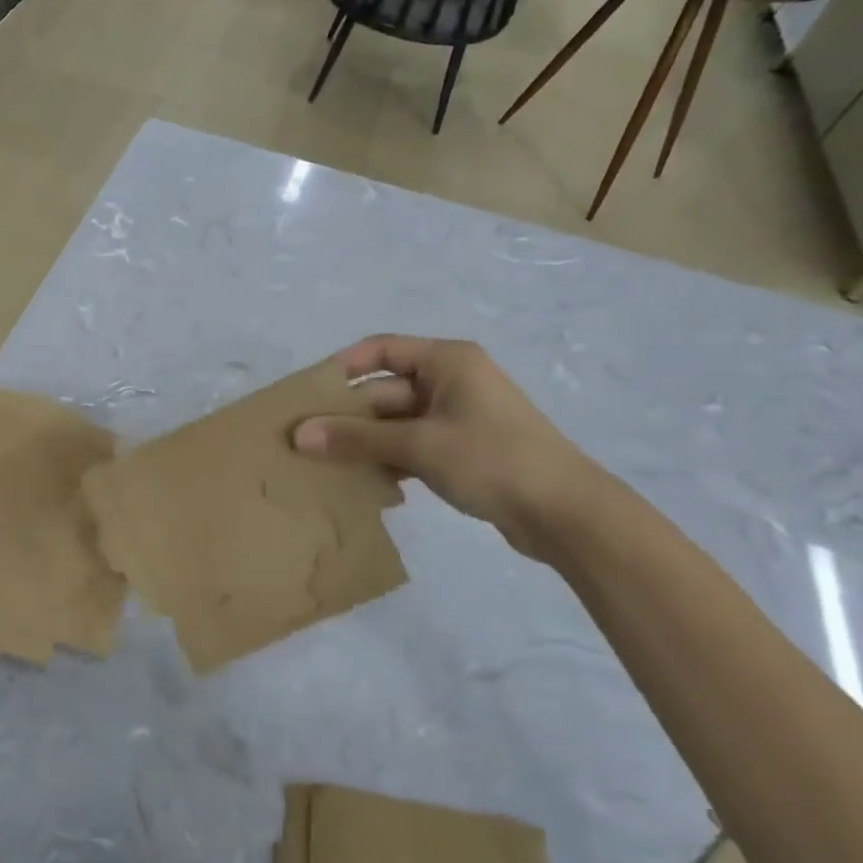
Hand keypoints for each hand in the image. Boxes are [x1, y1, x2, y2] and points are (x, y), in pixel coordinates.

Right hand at [293, 336, 594, 558]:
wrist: (565, 512)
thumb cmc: (492, 460)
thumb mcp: (419, 445)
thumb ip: (356, 438)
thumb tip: (298, 434)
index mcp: (447, 361)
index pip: (380, 350)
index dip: (341, 367)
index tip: (307, 394)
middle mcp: (451, 380)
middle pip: (385, 390)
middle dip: (348, 415)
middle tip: (306, 441)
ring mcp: (458, 416)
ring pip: (396, 421)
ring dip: (365, 441)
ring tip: (324, 465)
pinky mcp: (462, 449)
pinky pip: (413, 445)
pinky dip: (389, 459)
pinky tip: (363, 483)